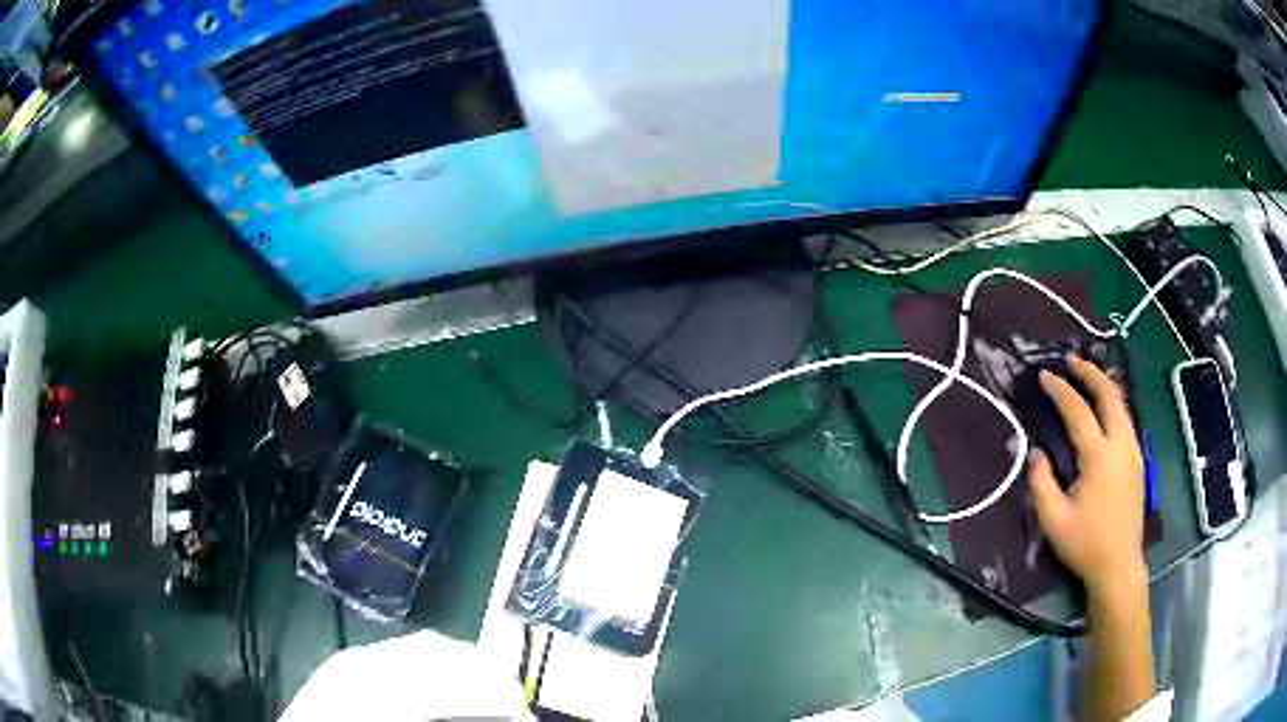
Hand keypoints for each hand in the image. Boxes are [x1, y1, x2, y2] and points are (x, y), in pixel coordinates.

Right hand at [1027, 355, 1146, 595]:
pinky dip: (1111, 402)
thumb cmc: (1085, 544)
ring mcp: (1133, 450)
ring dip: (1103, 385)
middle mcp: (1121, 444)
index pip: (1079, 411)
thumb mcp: (1054, 521)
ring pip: (1121, 403)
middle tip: (1070, 360)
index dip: (1060, 390)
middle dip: (1089, 372)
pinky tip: (1102, 407)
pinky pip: (1125, 418)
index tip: (1043, 376)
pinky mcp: (1137, 460)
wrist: (1119, 565)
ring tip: (1085, 377)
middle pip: (1109, 394)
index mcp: (1100, 457)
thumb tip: (1037, 452)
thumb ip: (1041, 483)